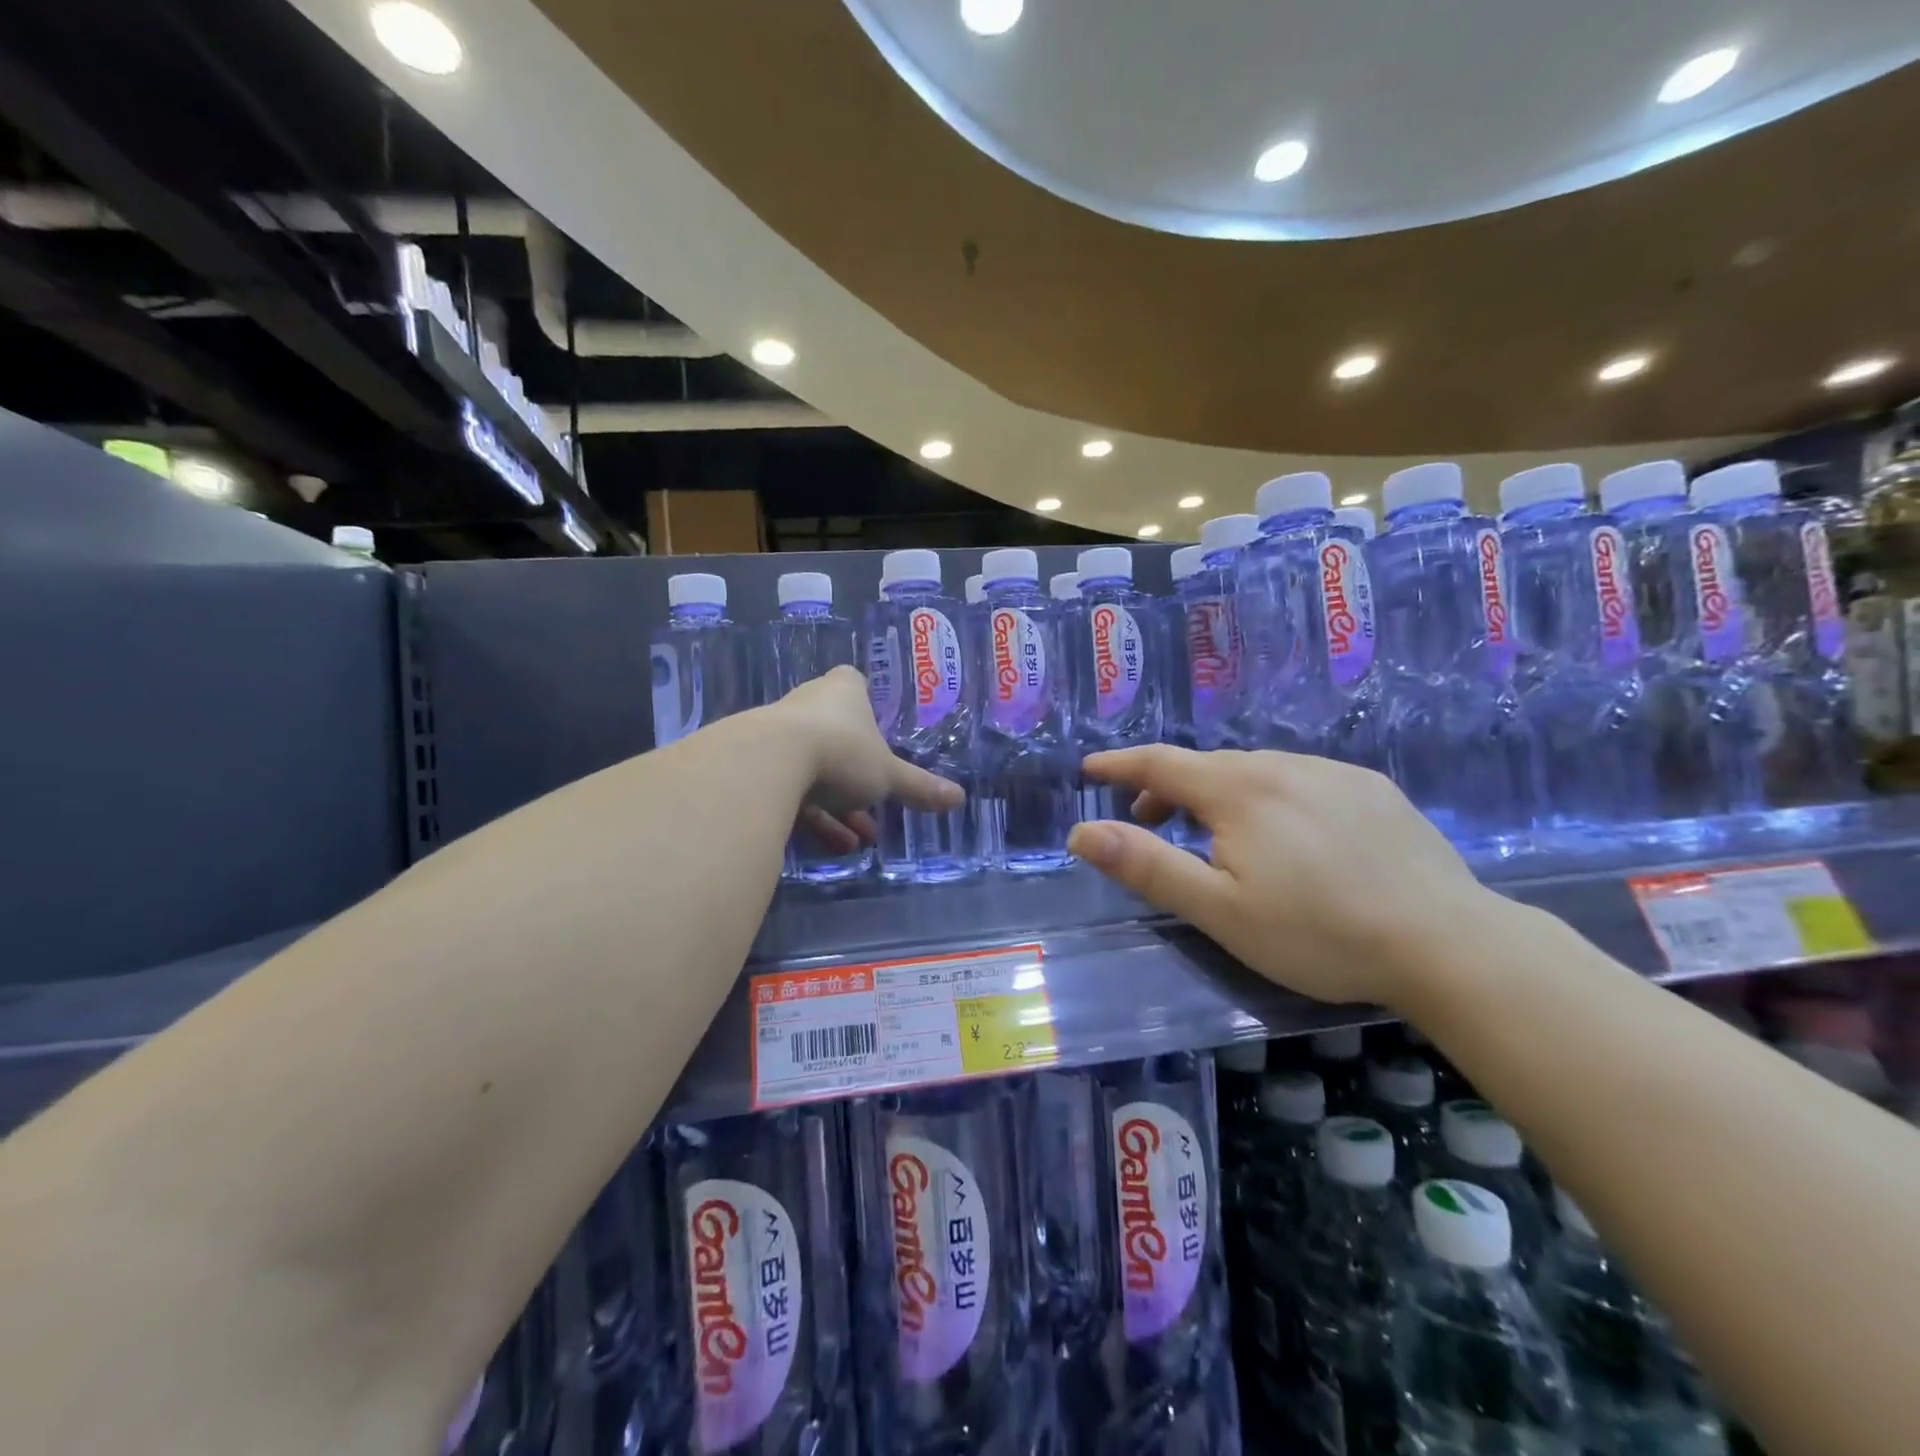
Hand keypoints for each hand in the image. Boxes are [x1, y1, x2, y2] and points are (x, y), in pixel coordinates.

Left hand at [770, 666, 963, 851]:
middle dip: (856, 775)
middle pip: (835, 733)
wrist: (766, 764)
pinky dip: (811, 816)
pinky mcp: (756, 764)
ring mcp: (778, 733)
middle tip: (875, 809)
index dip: (866, 706)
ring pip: (812, 767)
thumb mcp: (887, 775)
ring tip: (857, 841)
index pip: (854, 684)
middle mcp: (808, 703)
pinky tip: (831, 847)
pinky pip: (789, 789)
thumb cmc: (840, 751)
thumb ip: (919, 787)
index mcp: (843, 691)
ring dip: (836, 806)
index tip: (877, 734)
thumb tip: (959, 798)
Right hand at [1066, 747, 1495, 1009]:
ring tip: (1218, 835)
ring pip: (1255, 771)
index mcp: (1238, 791)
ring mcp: (1332, 772)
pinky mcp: (1371, 788)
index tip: (1091, 768)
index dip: (1120, 764)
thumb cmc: (1318, 933)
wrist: (1448, 943)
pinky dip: (1269, 795)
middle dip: (1167, 788)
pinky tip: (1289, 834)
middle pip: (1206, 766)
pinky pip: (1300, 778)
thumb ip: (1147, 866)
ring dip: (1219, 793)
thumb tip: (1082, 832)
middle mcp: (1282, 765)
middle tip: (1150, 823)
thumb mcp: (1219, 910)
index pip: (1161, 763)